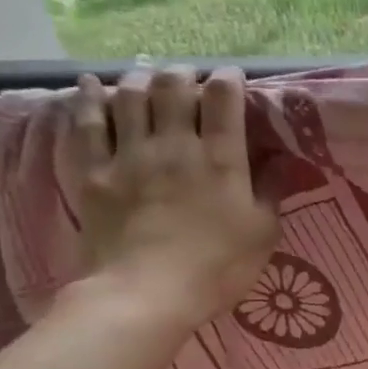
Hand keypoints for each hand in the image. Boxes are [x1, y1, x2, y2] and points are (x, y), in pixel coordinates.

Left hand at [65, 66, 280, 328]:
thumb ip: (271, 191)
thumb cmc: (217, 267)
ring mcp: (130, 155)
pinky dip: (88, 98)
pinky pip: (86, 124)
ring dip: (140, 79)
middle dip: (183, 74)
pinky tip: (90, 84)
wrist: (145, 294)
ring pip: (130, 96)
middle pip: (173, 87)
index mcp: (221, 158)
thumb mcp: (263, 233)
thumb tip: (281, 160)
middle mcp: (175, 145)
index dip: (228, 79)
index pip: (223, 98)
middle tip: (188, 79)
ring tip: (147, 78)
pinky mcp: (95, 172)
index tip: (232, 77)